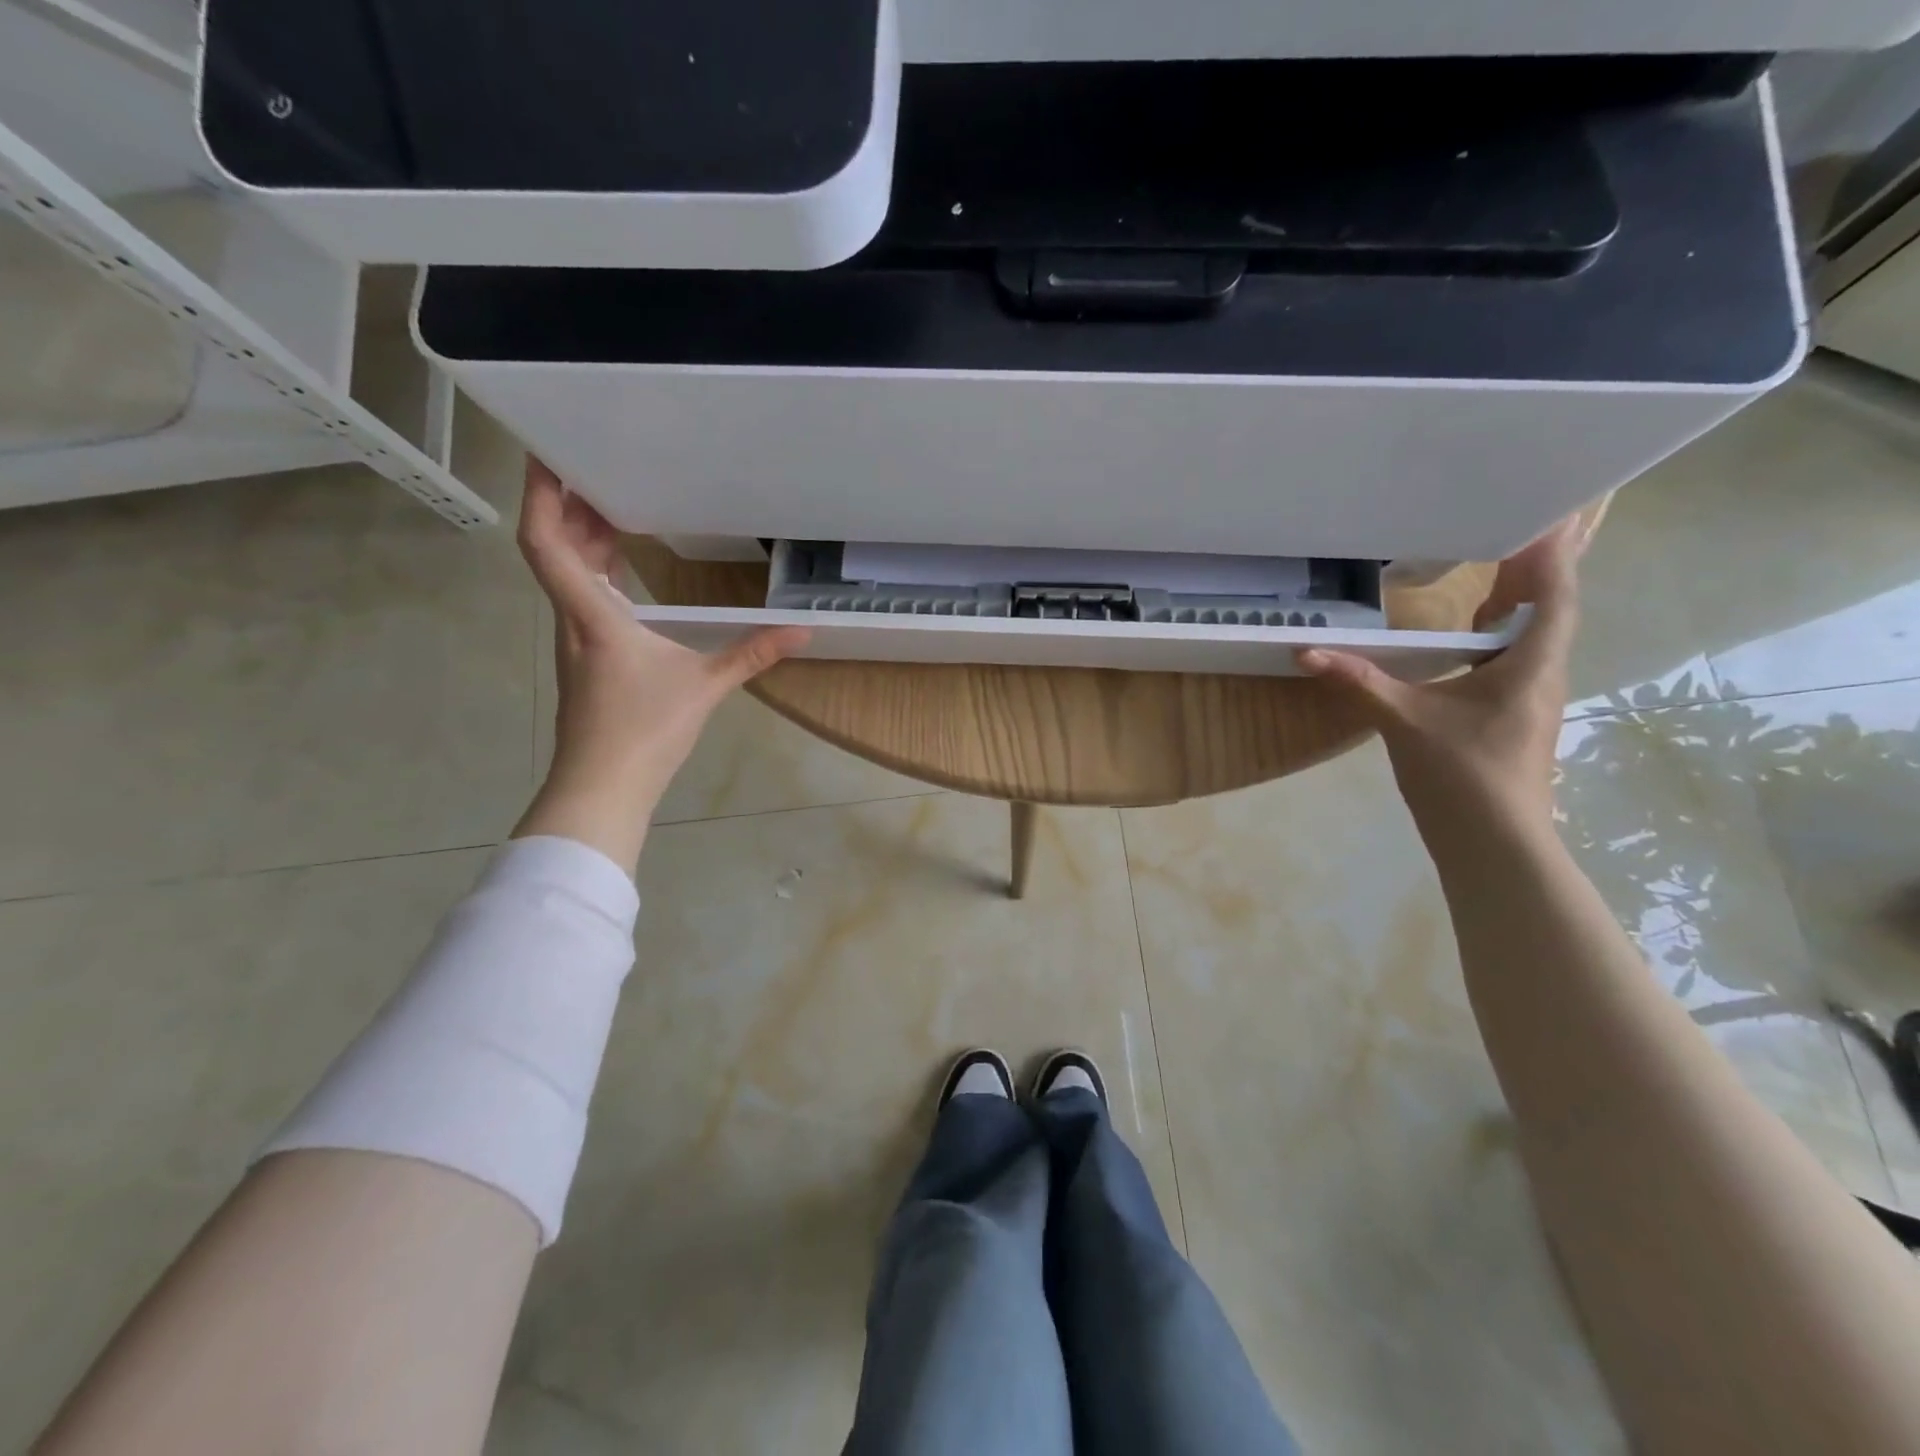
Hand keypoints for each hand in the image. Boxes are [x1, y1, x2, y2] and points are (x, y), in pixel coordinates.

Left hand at [512, 458, 807, 873]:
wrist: (602, 787)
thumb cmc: (645, 731)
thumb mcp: (706, 686)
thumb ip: (752, 654)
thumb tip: (802, 631)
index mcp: (593, 615)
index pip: (548, 543)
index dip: (541, 495)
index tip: (546, 453)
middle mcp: (573, 620)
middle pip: (554, 550)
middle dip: (569, 507)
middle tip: (595, 468)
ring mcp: (574, 642)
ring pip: (566, 576)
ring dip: (581, 539)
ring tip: (609, 506)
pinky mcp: (585, 661)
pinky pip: (581, 599)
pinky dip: (594, 572)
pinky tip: (620, 572)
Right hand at [1297, 516, 1583, 829]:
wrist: (1494, 842)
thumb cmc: (1463, 773)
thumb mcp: (1405, 720)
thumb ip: (1360, 681)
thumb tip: (1306, 651)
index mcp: (1531, 665)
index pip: (1554, 595)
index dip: (1552, 553)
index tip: (1546, 514)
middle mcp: (1541, 675)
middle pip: (1547, 611)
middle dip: (1529, 572)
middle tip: (1503, 533)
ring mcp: (1529, 700)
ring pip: (1529, 639)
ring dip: (1513, 606)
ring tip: (1486, 575)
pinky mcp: (1511, 720)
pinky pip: (1510, 663)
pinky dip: (1493, 640)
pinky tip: (1463, 643)